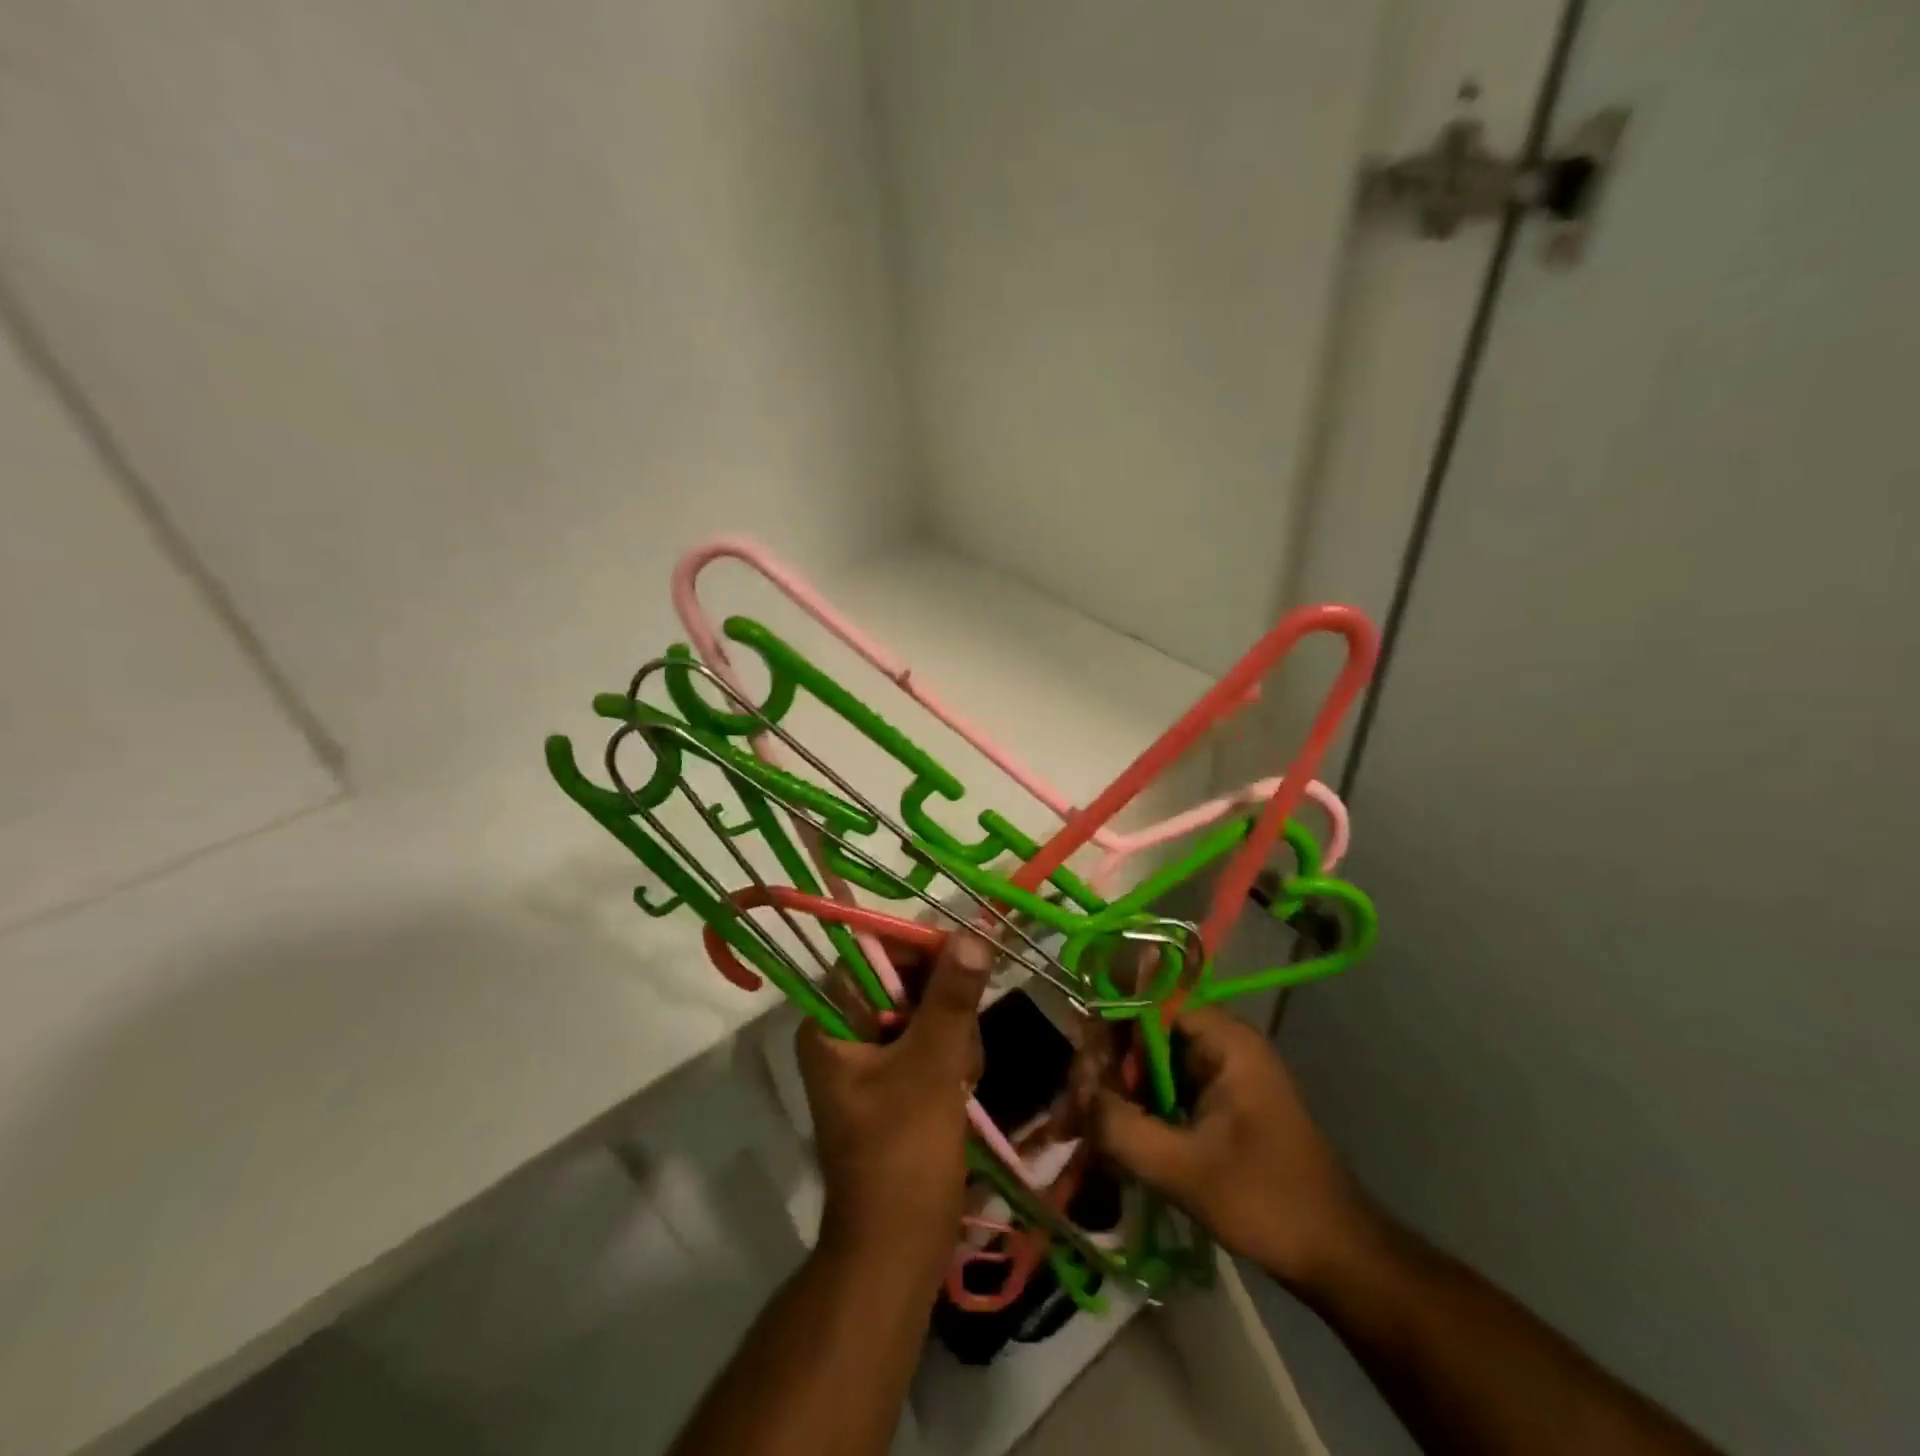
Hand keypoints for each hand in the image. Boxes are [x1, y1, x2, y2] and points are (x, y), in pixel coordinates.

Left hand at [795, 933, 992, 1292]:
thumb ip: (951, 997)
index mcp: (831, 1020)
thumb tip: (972, 934)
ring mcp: (868, 1056)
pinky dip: (950, 1056)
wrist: (897, 1252)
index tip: (966, 959)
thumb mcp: (931, 1067)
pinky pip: (928, 1041)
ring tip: (962, 1078)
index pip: (872, 951)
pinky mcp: (892, 1080)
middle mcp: (843, 1029)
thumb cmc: (903, 1155)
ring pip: (923, 1009)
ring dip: (953, 1033)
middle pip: (902, 979)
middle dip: (943, 1003)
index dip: (920, 949)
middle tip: (963, 1043)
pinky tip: (962, 1087)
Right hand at [1089, 1006, 1377, 1289]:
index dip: (1107, 1029)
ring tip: (1076, 1129)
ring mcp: (1217, 1072)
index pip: (1148, 1003)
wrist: (1337, 1257)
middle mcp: (1218, 1042)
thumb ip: (1122, 1128)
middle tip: (1071, 1114)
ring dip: (1111, 1092)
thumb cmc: (1267, 1202)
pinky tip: (1103, 1138)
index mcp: (1222, 1039)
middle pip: (1141, 1032)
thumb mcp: (1185, 1169)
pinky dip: (1132, 1109)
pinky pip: (1161, 1089)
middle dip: (1102, 1069)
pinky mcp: (1214, 1102)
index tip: (1081, 1072)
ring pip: (1146, 1063)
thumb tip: (1076, 1097)